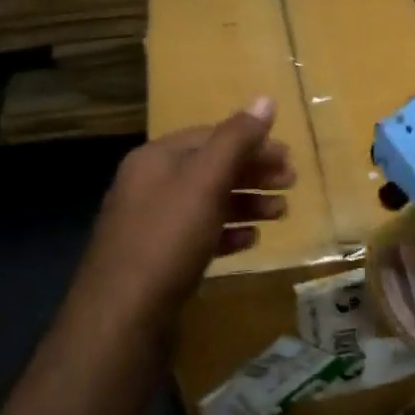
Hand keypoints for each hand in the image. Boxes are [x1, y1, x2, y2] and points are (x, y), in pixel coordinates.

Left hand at [76, 96, 293, 323]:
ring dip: (247, 204)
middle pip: (211, 168)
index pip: (211, 137)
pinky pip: (200, 235)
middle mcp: (150, 185)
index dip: (252, 143)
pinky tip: (250, 242)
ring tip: (281, 214)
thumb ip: (236, 140)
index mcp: (156, 159)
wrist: (122, 315)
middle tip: (292, 184)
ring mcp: (152, 225)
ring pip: (208, 203)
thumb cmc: (167, 239)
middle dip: (253, 173)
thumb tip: (264, 99)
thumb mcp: (205, 182)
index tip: (289, 158)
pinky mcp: (158, 259)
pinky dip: (228, 233)